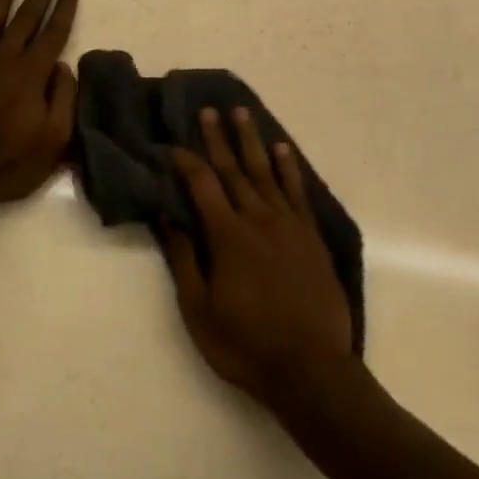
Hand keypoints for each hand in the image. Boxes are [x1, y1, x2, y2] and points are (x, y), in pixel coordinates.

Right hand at [162, 107, 354, 409]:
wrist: (311, 368)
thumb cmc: (246, 344)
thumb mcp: (200, 310)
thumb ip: (184, 259)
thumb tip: (167, 216)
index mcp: (227, 236)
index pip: (202, 185)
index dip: (186, 162)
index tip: (173, 144)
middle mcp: (258, 219)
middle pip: (234, 169)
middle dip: (218, 139)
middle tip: (208, 110)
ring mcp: (289, 225)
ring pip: (266, 172)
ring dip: (252, 142)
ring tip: (242, 114)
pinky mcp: (311, 236)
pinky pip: (298, 192)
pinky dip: (289, 168)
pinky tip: (283, 150)